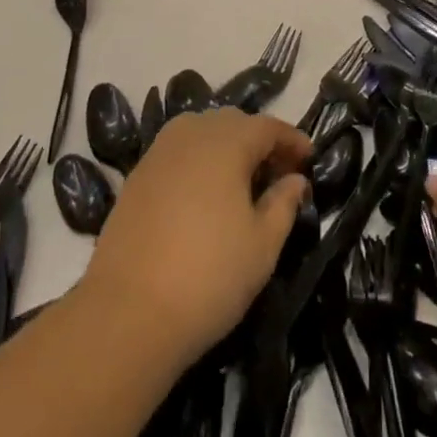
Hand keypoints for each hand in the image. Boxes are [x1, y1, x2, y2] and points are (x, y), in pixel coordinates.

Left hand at [79, 108, 310, 370]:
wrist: (127, 314)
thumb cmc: (209, 276)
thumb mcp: (263, 244)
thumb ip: (284, 203)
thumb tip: (295, 179)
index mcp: (226, 142)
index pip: (267, 126)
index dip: (292, 140)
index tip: (309, 159)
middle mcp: (190, 135)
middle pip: (233, 122)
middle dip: (259, 140)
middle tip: (278, 173)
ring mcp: (158, 153)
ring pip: (201, 132)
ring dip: (226, 146)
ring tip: (241, 182)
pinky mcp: (136, 176)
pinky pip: (177, 152)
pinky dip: (198, 161)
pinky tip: (205, 195)